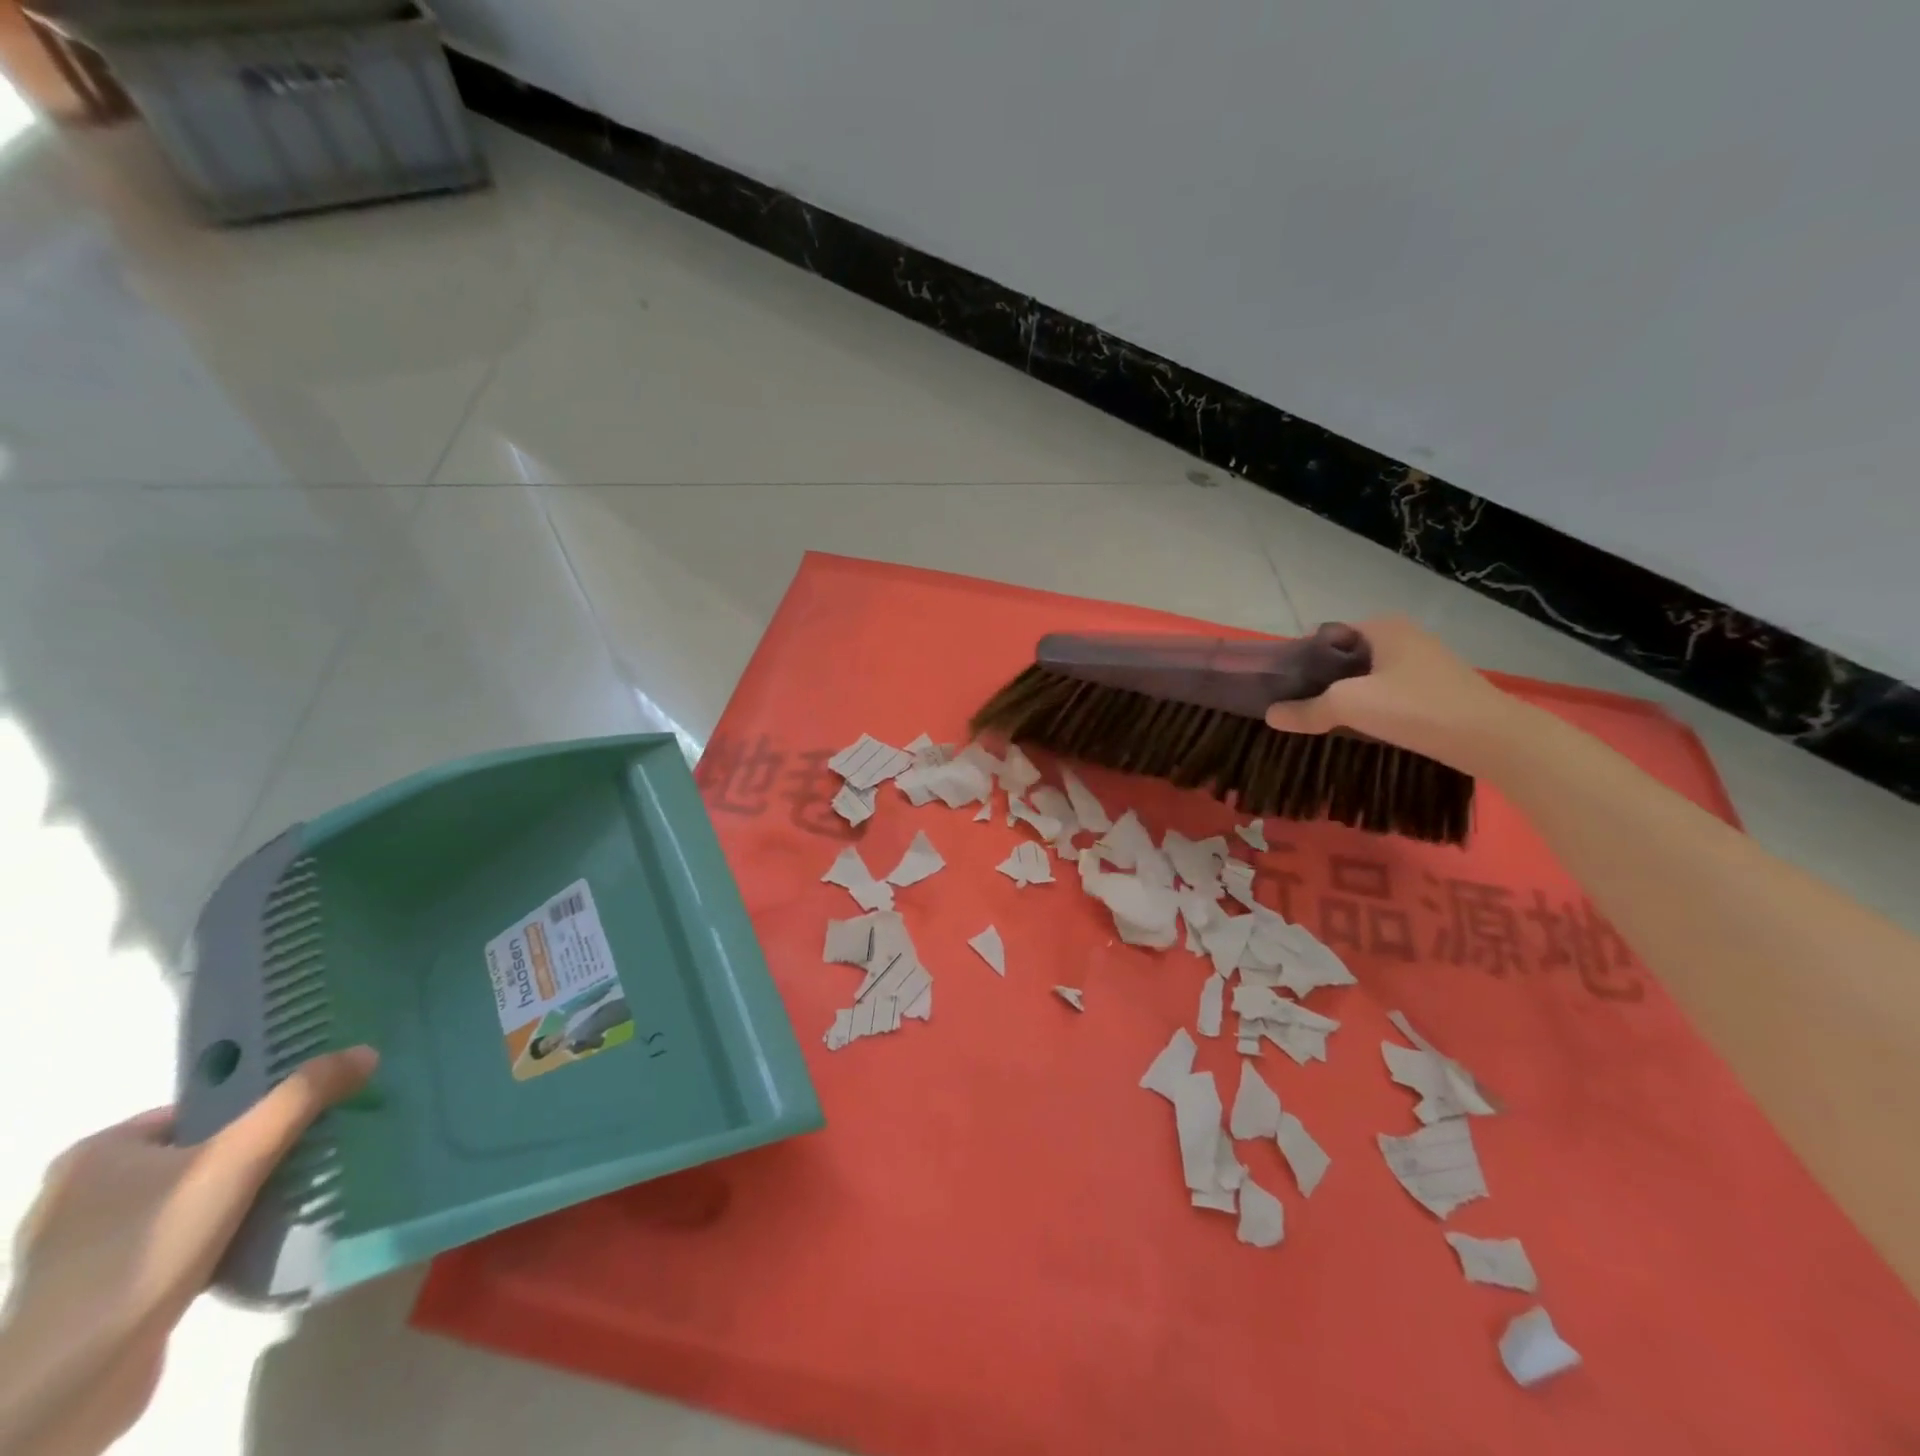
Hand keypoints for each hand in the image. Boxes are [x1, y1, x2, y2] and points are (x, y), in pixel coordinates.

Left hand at [1, 1046, 376, 1455]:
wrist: (55, 1399)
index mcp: (102, 1151)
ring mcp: (91, 1251)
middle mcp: (87, 1193)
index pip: (201, 1103)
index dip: (257, 1099)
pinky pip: (187, 1239)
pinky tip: (263, 1241)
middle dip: (262, 1143)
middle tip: (327, 1138)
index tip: (315, 1103)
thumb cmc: (137, 1258)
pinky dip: (226, 1232)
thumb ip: (300, 1100)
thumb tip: (366, 1049)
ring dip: (248, 1190)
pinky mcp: (109, 1297)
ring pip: (197, 1195)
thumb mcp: (231, 1162)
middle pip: (203, 1147)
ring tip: (308, 1184)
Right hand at [1264, 616, 1519, 773]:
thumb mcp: (1349, 706)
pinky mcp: (1435, 688)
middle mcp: (1403, 636)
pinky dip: (1369, 704)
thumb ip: (1306, 710)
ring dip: (1343, 693)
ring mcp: (1423, 662)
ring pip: (1366, 675)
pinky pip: (1387, 690)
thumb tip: (1271, 716)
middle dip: (1319, 678)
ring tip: (1321, 717)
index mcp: (1382, 626)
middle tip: (1296, 704)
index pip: (1325, 634)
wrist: (1490, 738)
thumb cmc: (1415, 707)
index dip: (1300, 658)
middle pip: (1345, 655)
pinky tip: (1359, 726)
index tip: (1282, 685)